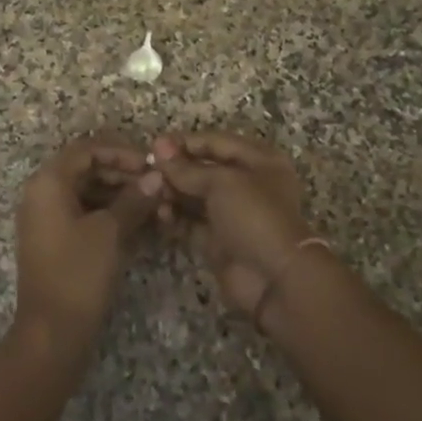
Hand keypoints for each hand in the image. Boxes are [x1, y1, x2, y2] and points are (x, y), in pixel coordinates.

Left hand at [13, 135, 162, 357]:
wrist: (52, 333)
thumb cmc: (78, 273)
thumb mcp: (110, 232)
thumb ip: (134, 199)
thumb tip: (156, 177)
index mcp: (48, 182)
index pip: (86, 149)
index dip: (120, 152)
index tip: (151, 164)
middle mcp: (41, 193)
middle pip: (84, 168)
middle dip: (121, 173)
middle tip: (155, 184)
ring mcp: (45, 218)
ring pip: (85, 191)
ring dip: (118, 193)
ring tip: (152, 204)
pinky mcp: (54, 240)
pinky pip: (82, 212)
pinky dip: (107, 212)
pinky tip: (136, 222)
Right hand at [153, 132, 312, 319]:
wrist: (274, 278)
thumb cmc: (254, 216)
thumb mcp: (222, 182)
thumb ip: (187, 168)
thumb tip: (158, 149)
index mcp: (258, 160)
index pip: (215, 142)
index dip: (185, 142)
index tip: (154, 146)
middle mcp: (246, 183)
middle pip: (203, 168)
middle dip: (175, 169)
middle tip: (147, 172)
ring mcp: (232, 213)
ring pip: (195, 195)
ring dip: (172, 192)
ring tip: (152, 193)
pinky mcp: (218, 239)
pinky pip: (191, 221)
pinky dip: (175, 216)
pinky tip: (161, 214)